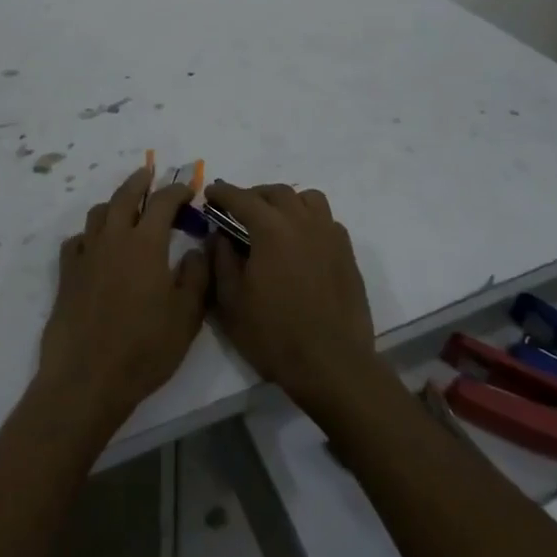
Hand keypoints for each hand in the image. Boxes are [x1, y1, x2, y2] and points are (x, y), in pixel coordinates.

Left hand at [38, 164, 210, 426]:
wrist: (87, 379)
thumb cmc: (144, 349)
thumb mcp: (187, 317)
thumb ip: (196, 277)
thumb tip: (197, 249)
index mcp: (145, 243)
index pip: (163, 202)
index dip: (177, 190)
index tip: (189, 189)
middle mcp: (113, 239)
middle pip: (125, 195)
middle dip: (140, 181)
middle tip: (150, 174)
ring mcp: (86, 255)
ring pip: (98, 213)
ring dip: (114, 203)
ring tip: (126, 208)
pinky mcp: (67, 275)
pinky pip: (77, 240)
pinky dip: (90, 234)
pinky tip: (97, 246)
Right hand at [206, 182, 380, 412]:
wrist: (332, 364)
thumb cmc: (274, 334)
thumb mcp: (231, 301)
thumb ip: (221, 260)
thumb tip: (220, 235)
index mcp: (271, 229)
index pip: (242, 198)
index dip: (223, 193)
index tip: (210, 193)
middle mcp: (303, 221)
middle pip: (277, 193)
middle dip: (254, 196)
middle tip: (239, 211)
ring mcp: (330, 235)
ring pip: (308, 199)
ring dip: (286, 202)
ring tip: (274, 220)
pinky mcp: (347, 253)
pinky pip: (326, 221)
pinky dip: (309, 220)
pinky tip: (301, 243)